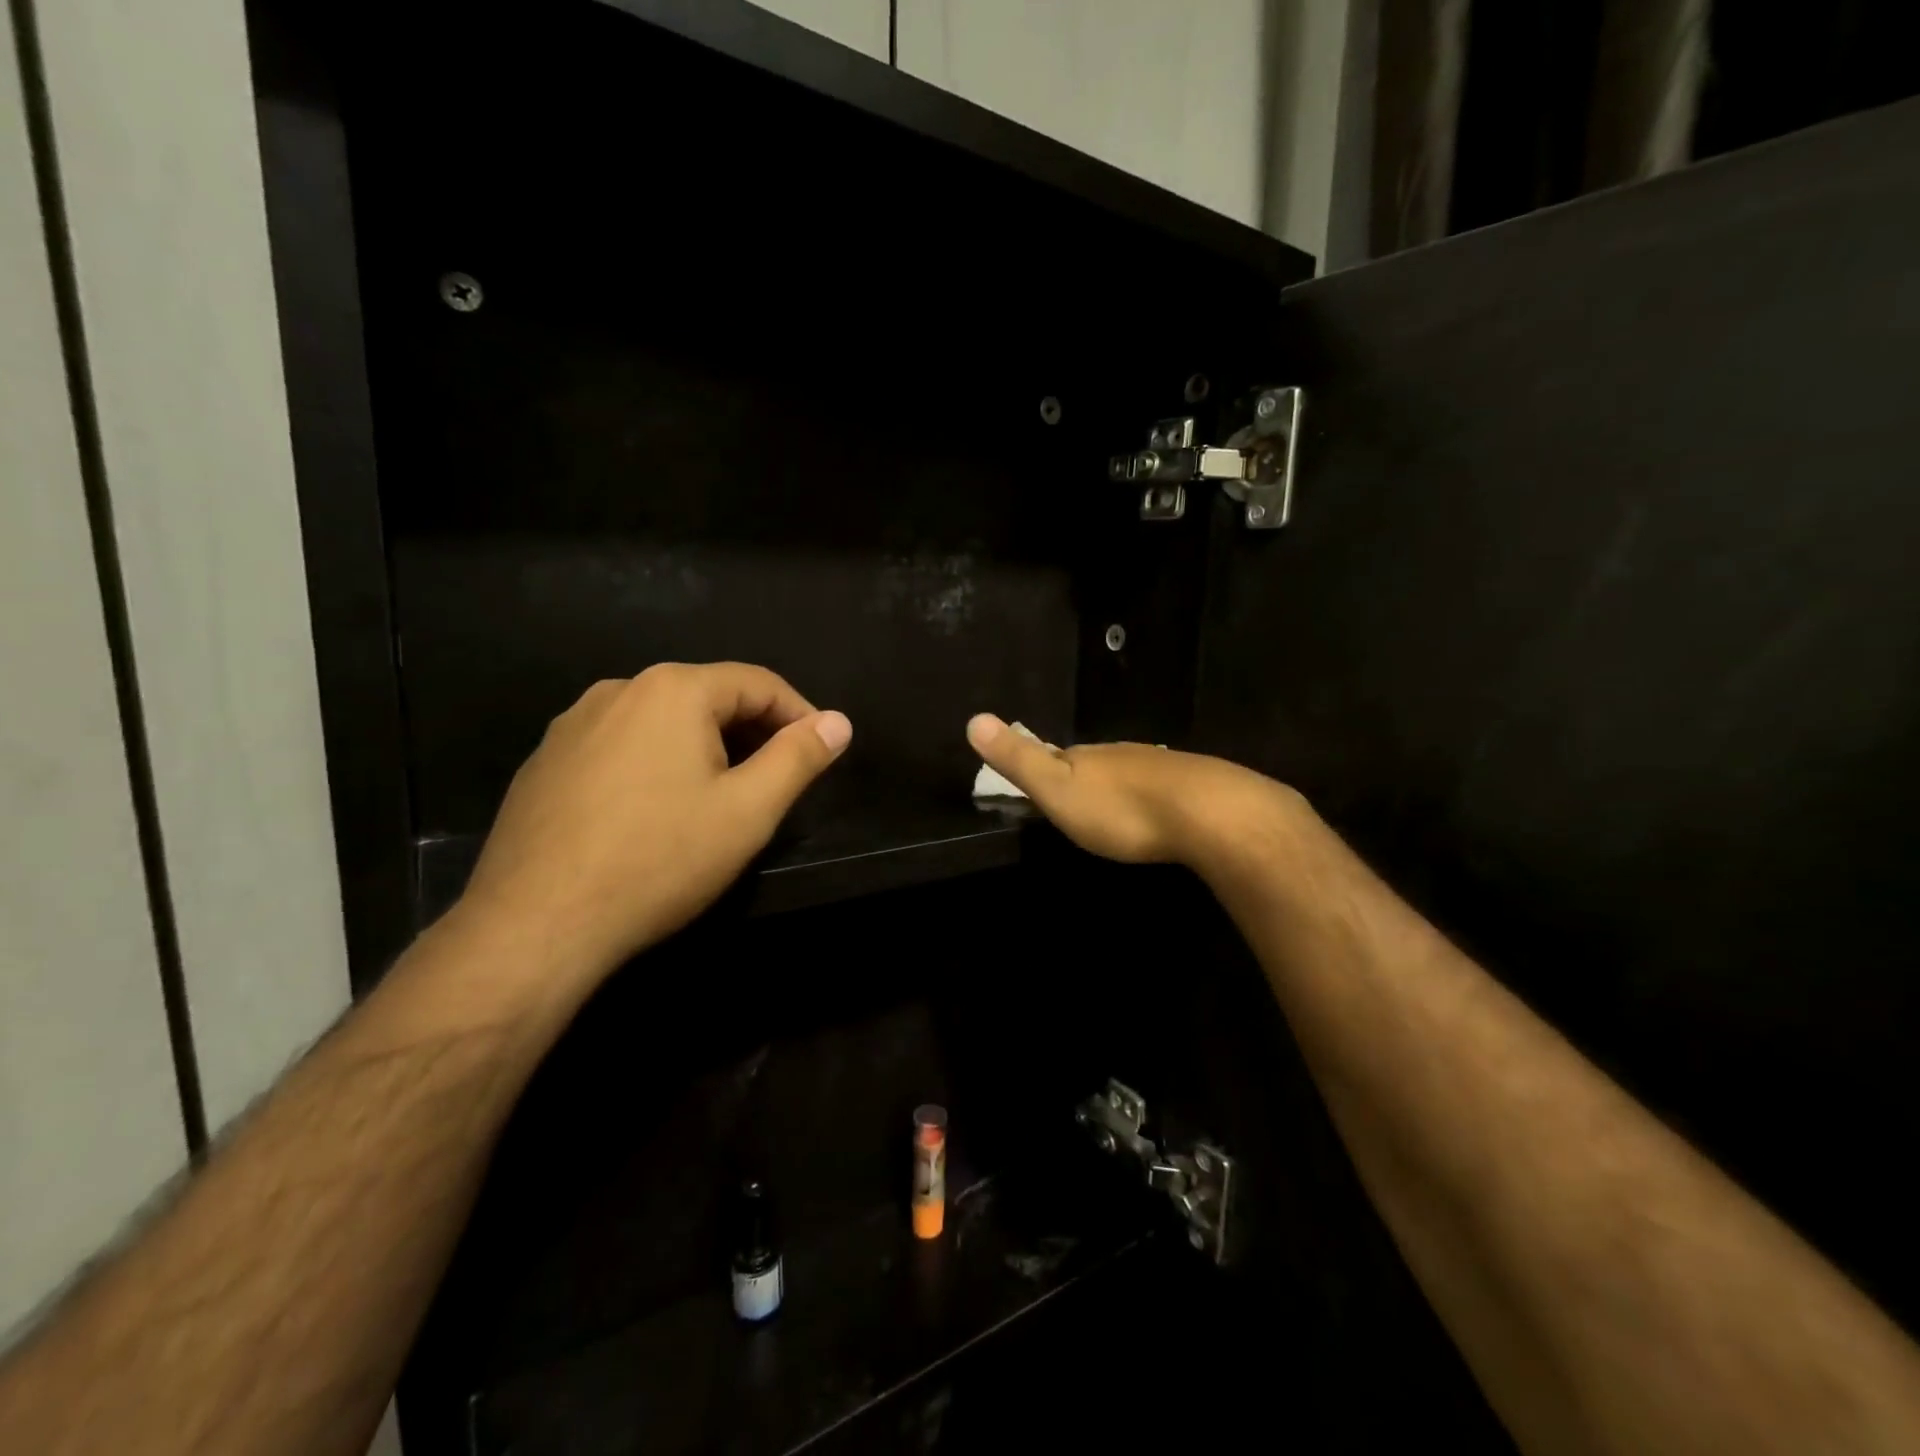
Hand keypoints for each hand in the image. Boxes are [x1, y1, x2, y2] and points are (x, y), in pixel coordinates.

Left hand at [459, 663, 850, 976]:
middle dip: (751, 732)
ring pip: (661, 722)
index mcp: (673, 690)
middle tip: (774, 782)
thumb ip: (799, 757)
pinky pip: (620, 747)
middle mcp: (618, 690)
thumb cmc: (659, 860)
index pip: (757, 683)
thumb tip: (838, 721)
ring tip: (718, 799)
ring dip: (702, 748)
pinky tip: (654, 814)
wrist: (536, 924)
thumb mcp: (749, 810)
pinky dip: (654, 765)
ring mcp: (572, 725)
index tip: (819, 752)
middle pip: (707, 697)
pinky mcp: (544, 763)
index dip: (799, 714)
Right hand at [965, 713, 1301, 866]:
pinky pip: (1160, 789)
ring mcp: (1159, 766)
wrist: (1207, 812)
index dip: (1042, 766)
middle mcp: (1120, 754)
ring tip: (1112, 812)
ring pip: (1128, 774)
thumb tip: (973, 718)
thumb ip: (1018, 759)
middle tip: (1073, 804)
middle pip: (1092, 763)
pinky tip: (1154, 814)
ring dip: (1117, 790)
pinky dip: (1149, 799)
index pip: (1054, 755)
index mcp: (1085, 755)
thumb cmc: (1121, 808)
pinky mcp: (1192, 784)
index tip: (1034, 784)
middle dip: (1081, 778)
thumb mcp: (1057, 788)